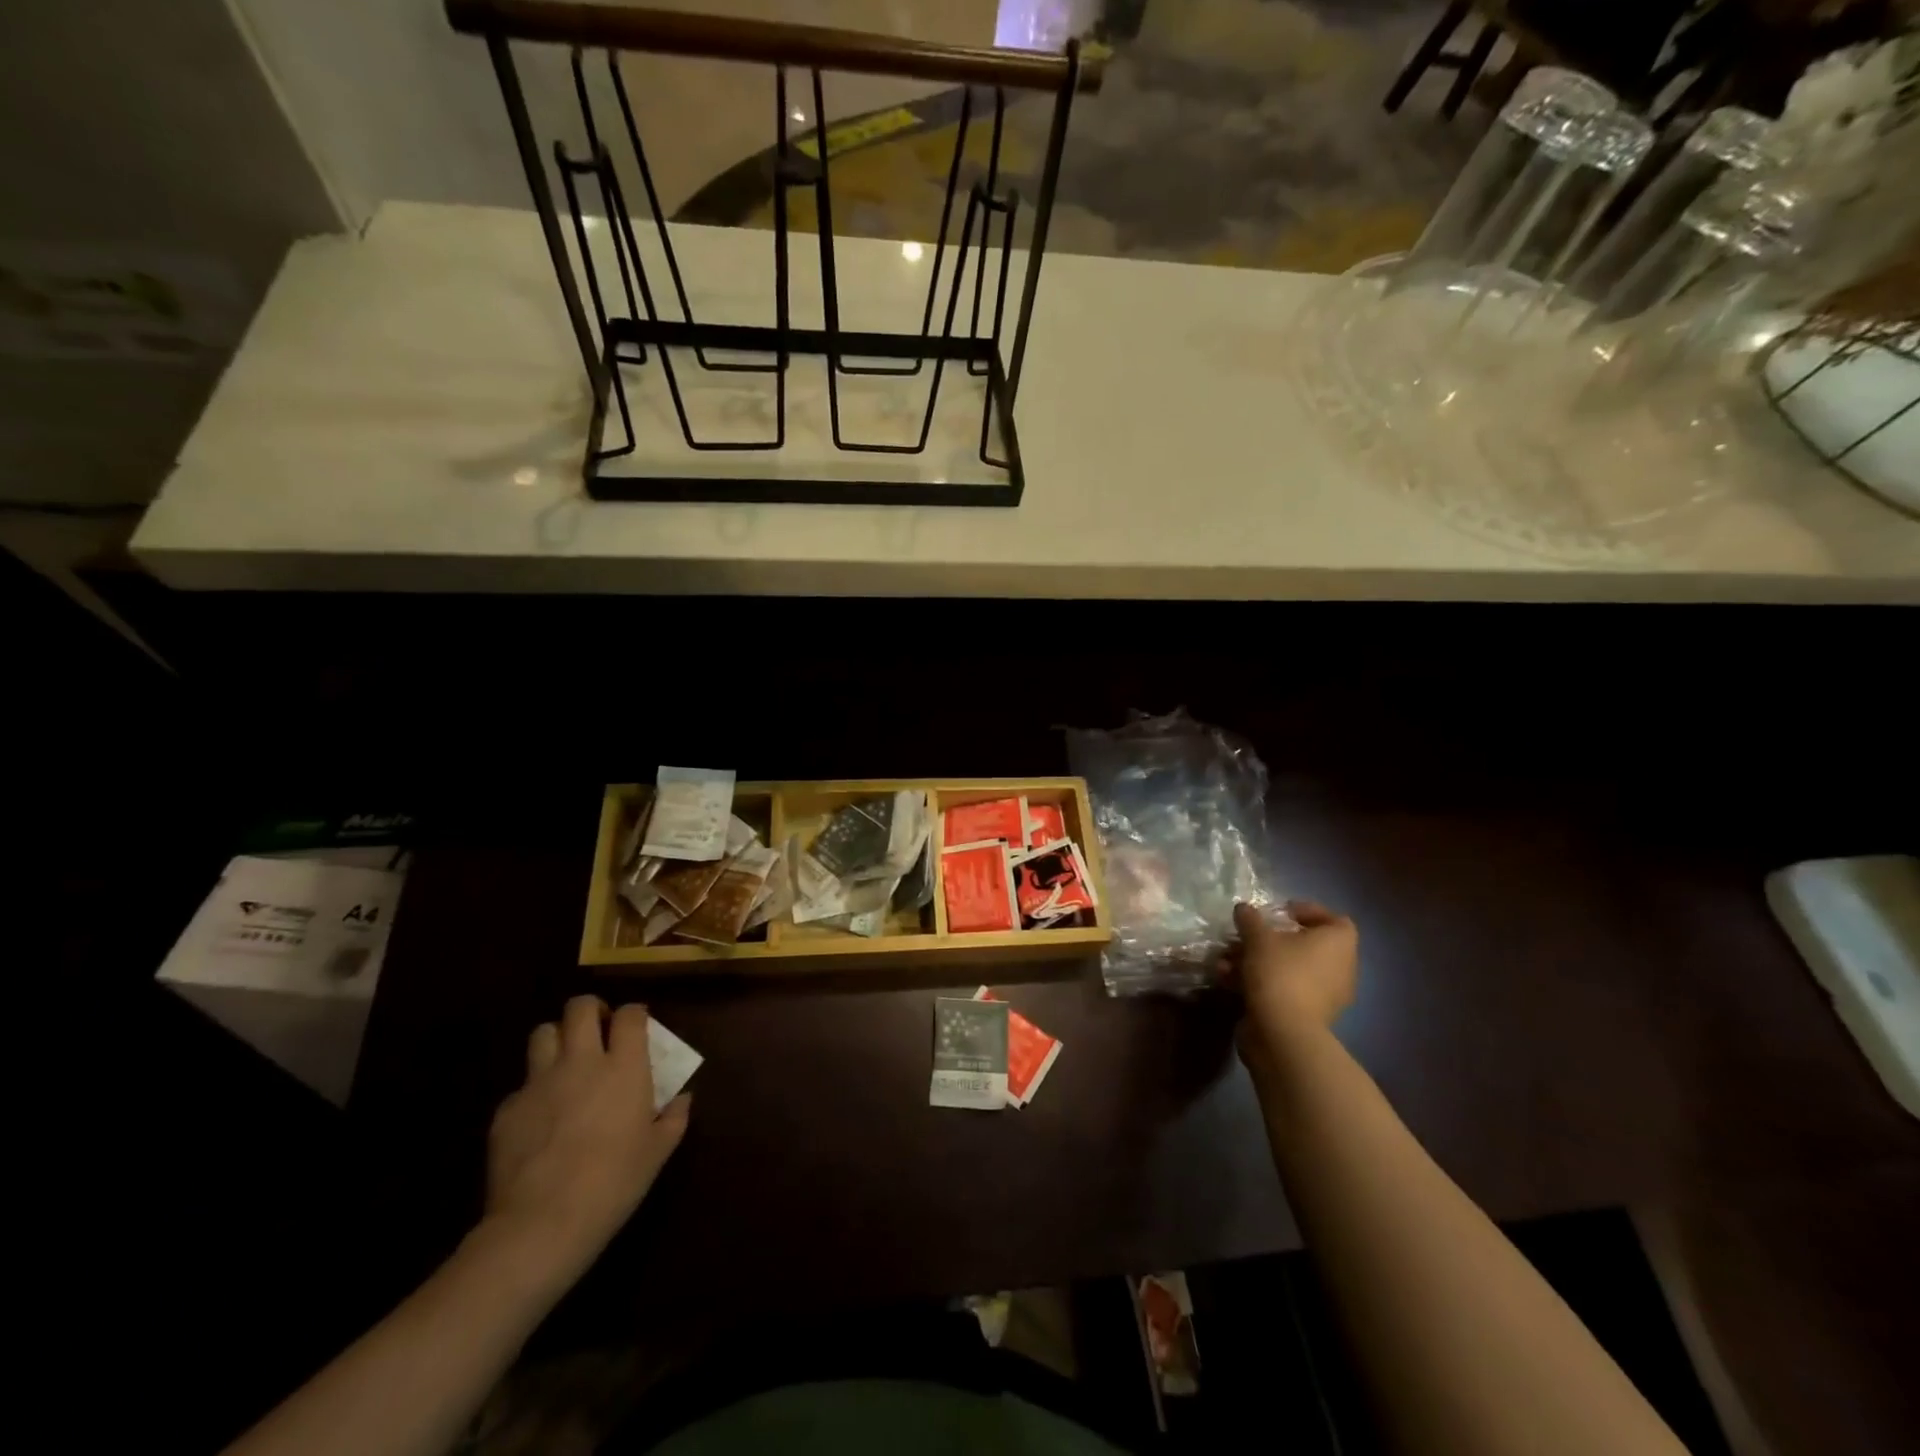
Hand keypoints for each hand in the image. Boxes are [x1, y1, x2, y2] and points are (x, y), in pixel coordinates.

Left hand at [483, 996, 690, 1287]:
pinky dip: (534, 1091)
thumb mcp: (658, 1152)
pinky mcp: (507, 1109)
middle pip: (580, 1007)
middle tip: (599, 1031)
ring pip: (543, 1033)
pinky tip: (540, 1118)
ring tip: (566, 1061)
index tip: (638, 1025)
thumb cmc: (613, 1183)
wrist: (542, 1224)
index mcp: (624, 1067)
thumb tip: (683, 1098)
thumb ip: (674, 1117)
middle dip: (591, 1010)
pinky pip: (522, 1084)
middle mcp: (581, 1062)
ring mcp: (539, 1082)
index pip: (630, 1014)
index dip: (635, 1013)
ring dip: (557, 1039)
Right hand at [1229, 900, 1357, 1077]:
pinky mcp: (1307, 1015)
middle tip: (1246, 936)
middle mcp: (1340, 968)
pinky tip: (1228, 981)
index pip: (1334, 919)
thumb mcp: (1258, 937)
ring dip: (1256, 961)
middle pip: (1305, 945)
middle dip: (1270, 939)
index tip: (1279, 913)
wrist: (1283, 1033)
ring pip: (1288, 968)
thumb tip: (1244, 909)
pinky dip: (1259, 983)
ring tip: (1226, 960)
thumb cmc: (1280, 973)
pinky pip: (1284, 989)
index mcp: (1339, 944)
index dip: (1307, 912)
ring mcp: (1325, 995)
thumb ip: (1250, 919)